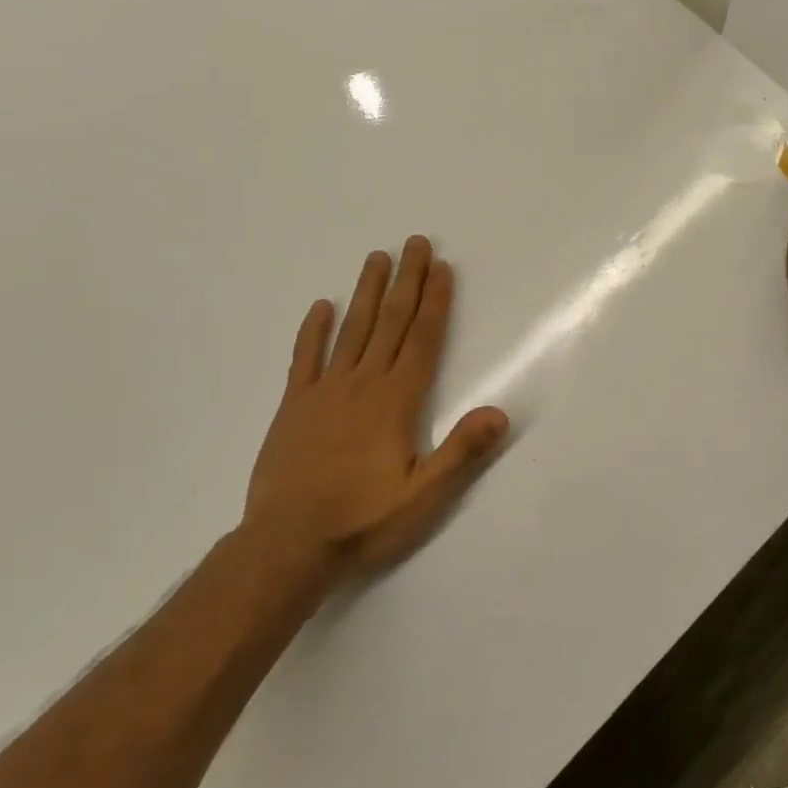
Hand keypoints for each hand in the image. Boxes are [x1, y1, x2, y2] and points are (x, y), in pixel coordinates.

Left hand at [242, 237, 507, 584]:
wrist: (286, 545)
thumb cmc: (362, 520)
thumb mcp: (423, 496)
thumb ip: (461, 451)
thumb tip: (500, 412)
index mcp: (397, 401)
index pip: (423, 340)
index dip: (436, 302)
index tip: (442, 268)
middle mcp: (363, 384)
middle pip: (391, 322)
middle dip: (407, 281)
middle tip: (415, 243)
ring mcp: (325, 391)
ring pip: (352, 330)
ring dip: (367, 292)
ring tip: (377, 257)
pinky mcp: (294, 406)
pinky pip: (305, 358)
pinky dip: (313, 330)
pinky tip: (321, 306)